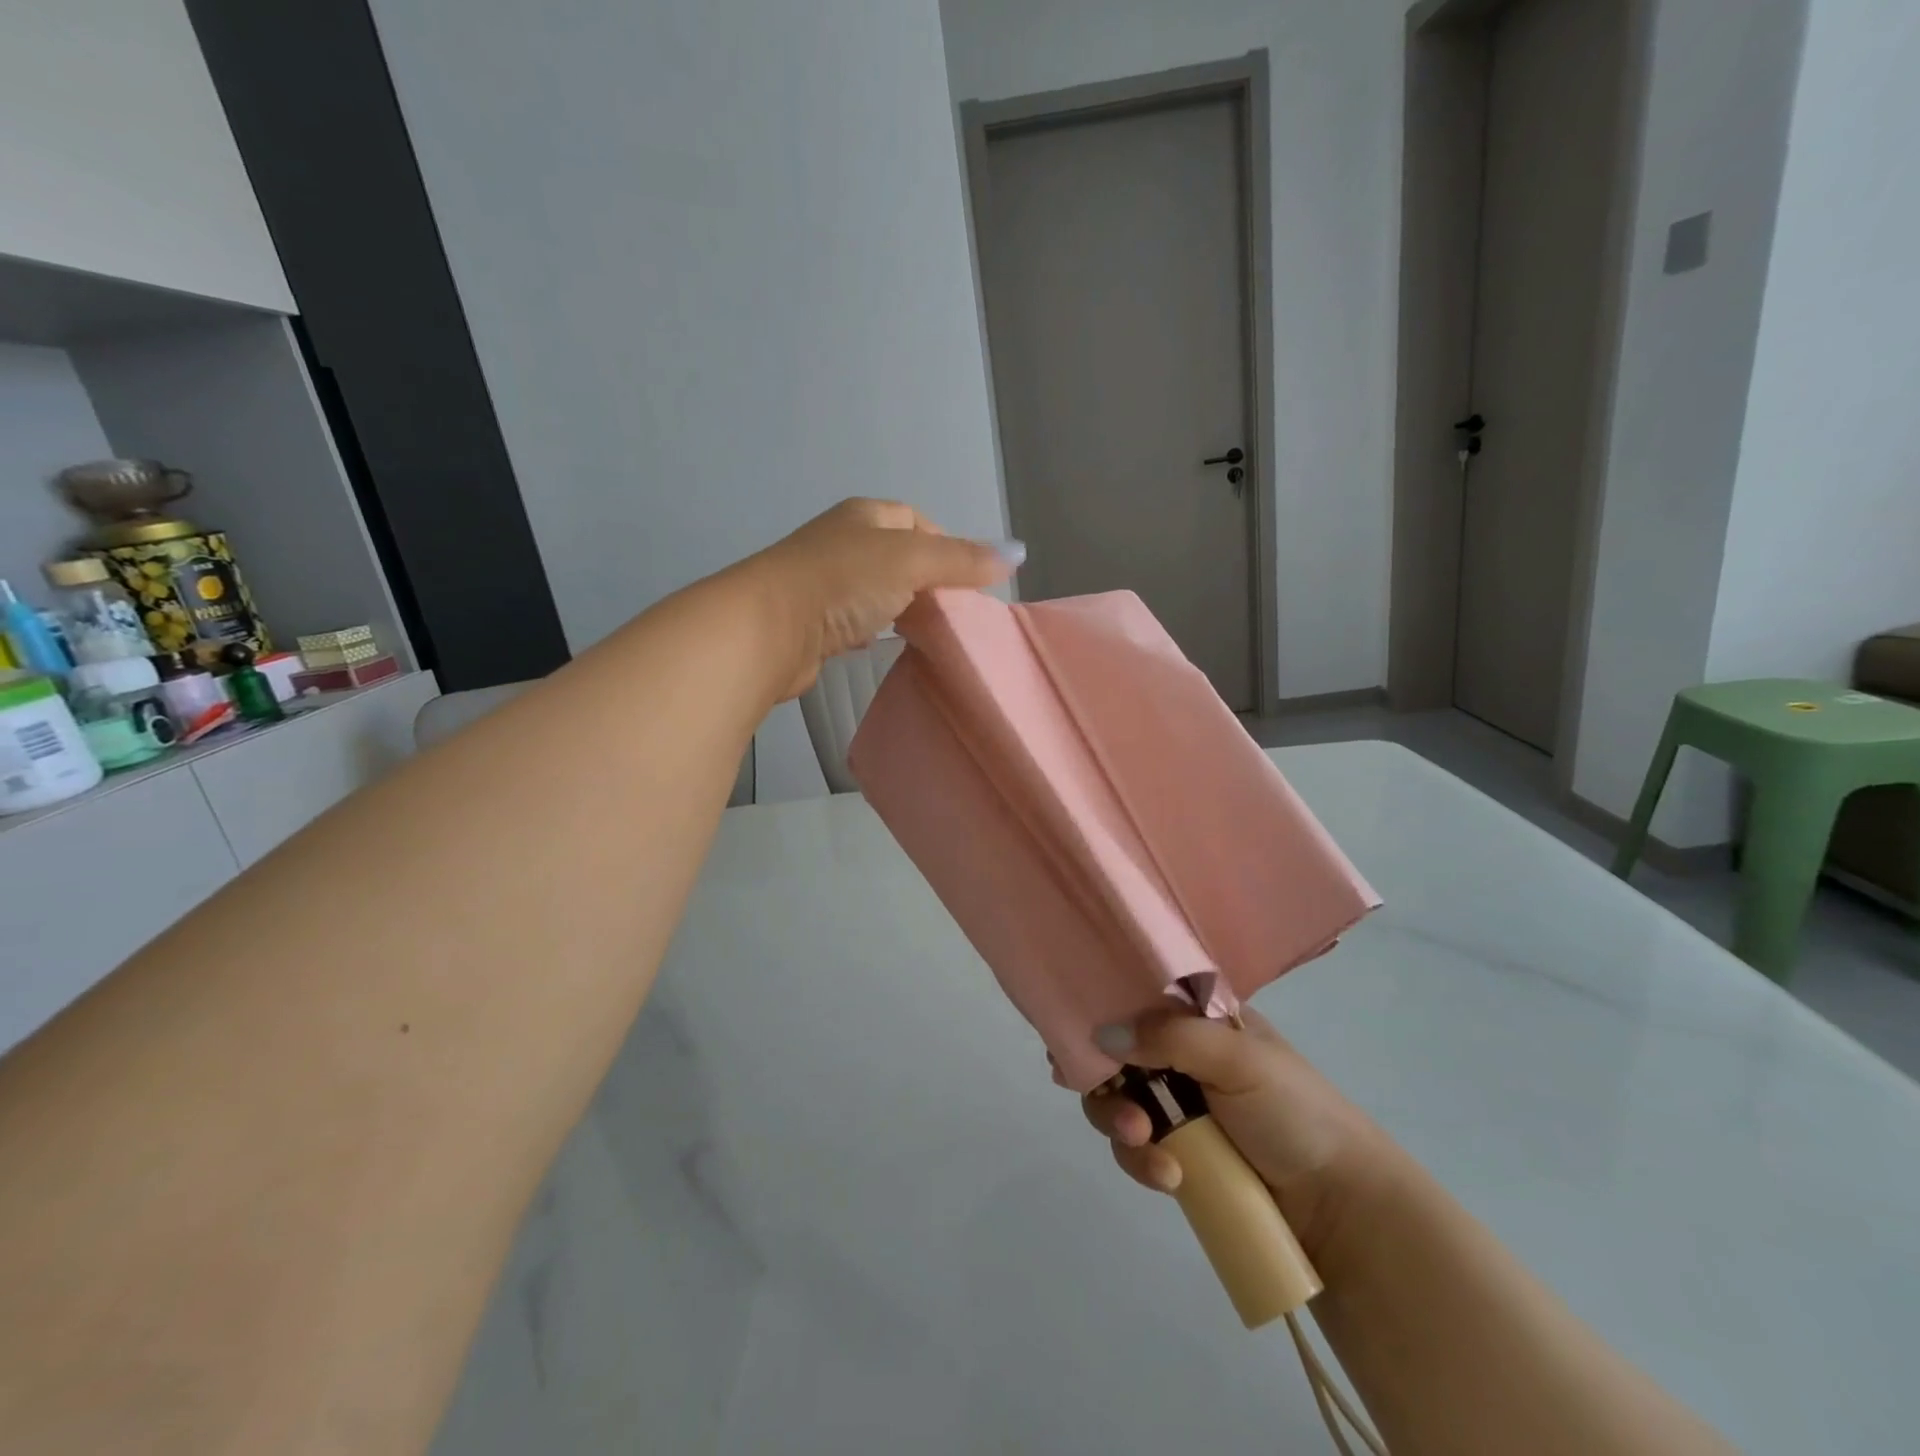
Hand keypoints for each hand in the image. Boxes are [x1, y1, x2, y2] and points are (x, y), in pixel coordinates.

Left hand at [743, 499, 1021, 699]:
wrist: (768, 628)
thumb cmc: (843, 582)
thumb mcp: (912, 560)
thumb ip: (962, 559)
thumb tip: (1018, 552)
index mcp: (864, 516)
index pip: (916, 520)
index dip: (947, 544)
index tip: (968, 581)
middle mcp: (842, 541)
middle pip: (898, 556)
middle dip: (928, 581)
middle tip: (956, 612)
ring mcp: (823, 582)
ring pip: (877, 590)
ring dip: (902, 607)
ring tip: (929, 632)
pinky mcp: (812, 622)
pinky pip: (855, 620)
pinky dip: (875, 629)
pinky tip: (886, 645)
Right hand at [1074, 1008, 1391, 1258]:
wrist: (1340, 1204)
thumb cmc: (1294, 1110)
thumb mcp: (1237, 1058)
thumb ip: (1170, 1037)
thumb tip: (1102, 1032)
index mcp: (1197, 1017)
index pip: (1135, 999)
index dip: (1101, 1011)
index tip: (1069, 1034)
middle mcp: (1179, 1054)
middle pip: (1113, 1055)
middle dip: (1107, 1084)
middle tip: (1127, 1113)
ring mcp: (1177, 1106)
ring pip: (1117, 1103)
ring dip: (1121, 1126)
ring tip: (1146, 1146)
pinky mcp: (1177, 1153)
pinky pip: (1136, 1149)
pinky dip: (1142, 1162)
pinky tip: (1169, 1179)